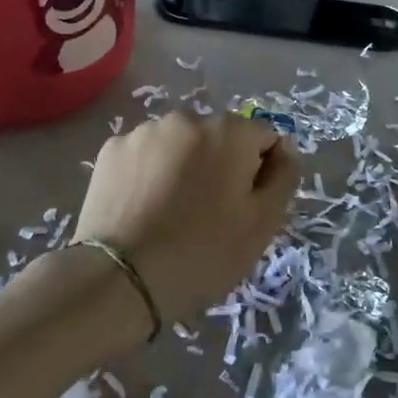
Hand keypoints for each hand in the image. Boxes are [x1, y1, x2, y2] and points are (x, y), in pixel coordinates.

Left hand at [75, 112, 298, 325]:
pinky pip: (145, 156)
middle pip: (219, 139)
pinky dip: (149, 174)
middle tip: (208, 216)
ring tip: (170, 214)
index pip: (263, 139)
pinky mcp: (111, 150)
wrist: (119, 279)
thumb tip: (286, 147)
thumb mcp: (261, 225)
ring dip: (183, 167)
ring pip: (179, 146)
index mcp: (229, 131)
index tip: (244, 209)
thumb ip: (283, 177)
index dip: (260, 174)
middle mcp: (187, 118)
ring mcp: (145, 131)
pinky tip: (142, 209)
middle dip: (220, 167)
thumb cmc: (201, 254)